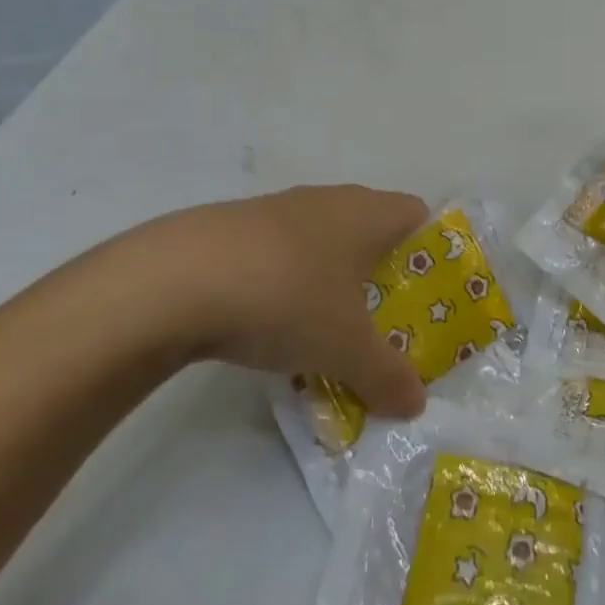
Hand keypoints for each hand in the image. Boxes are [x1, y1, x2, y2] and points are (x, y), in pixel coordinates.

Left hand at [74, 186, 430, 417]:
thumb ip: (387, 376)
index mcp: (368, 213)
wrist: (175, 280)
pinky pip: (280, 253)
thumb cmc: (287, 298)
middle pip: (371, 229)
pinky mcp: (235, 228)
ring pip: (323, 242)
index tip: (426, 297)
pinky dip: (286, 282)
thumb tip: (416, 404)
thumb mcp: (346, 349)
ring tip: (326, 330)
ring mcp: (278, 209)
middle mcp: (329, 200)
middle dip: (380, 274)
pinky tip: (270, 323)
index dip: (430, 252)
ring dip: (330, 279)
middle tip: (381, 322)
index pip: (418, 215)